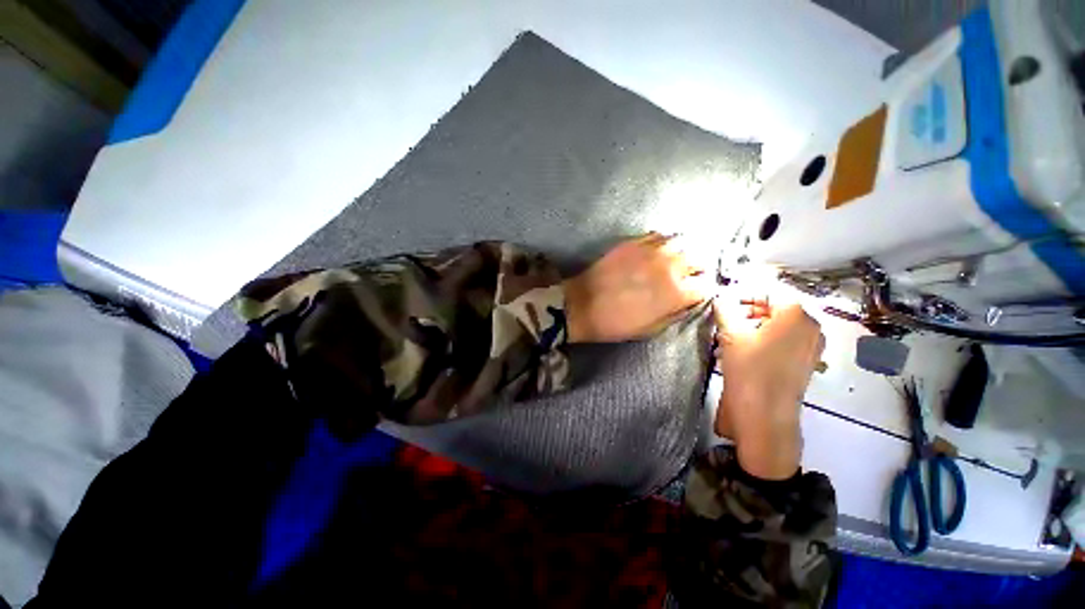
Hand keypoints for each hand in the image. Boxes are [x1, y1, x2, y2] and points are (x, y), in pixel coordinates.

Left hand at [563, 233, 708, 342]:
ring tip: (672, 263)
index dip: (701, 291)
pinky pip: (658, 235)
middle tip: (685, 277)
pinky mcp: (634, 242)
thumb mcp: (651, 329)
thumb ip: (676, 312)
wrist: (582, 305)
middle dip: (696, 269)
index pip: (706, 286)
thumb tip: (689, 301)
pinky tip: (656, 252)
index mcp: (677, 292)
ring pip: (682, 243)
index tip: (694, 294)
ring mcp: (652, 250)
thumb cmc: (616, 323)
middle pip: (699, 259)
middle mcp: (670, 266)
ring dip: (681, 253)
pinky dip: (663, 243)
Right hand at [714, 301, 824, 479]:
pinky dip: (761, 340)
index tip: (721, 300)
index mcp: (796, 314)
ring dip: (750, 326)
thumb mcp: (731, 335)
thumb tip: (720, 296)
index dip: (742, 293)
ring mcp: (810, 346)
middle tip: (722, 317)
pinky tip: (738, 350)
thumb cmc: (750, 370)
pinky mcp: (804, 363)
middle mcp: (810, 326)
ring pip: (776, 325)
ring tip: (726, 336)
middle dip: (745, 310)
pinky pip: (782, 341)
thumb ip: (725, 308)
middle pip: (774, 307)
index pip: (767, 291)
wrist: (765, 416)